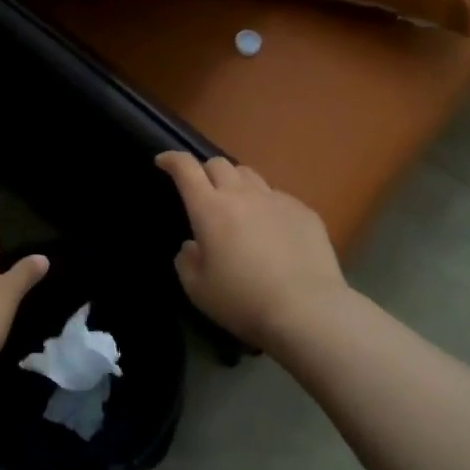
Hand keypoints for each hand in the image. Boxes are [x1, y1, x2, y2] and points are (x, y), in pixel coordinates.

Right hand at [155, 153, 348, 351]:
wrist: (307, 310)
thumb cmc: (243, 300)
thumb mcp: (198, 289)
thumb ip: (186, 261)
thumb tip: (192, 245)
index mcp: (210, 209)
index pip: (186, 168)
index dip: (172, 159)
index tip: (163, 161)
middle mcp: (242, 195)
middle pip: (219, 164)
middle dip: (205, 171)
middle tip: (202, 191)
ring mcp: (276, 199)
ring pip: (250, 175)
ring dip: (236, 183)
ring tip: (237, 206)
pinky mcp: (304, 211)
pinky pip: (278, 197)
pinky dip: (266, 205)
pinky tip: (272, 229)